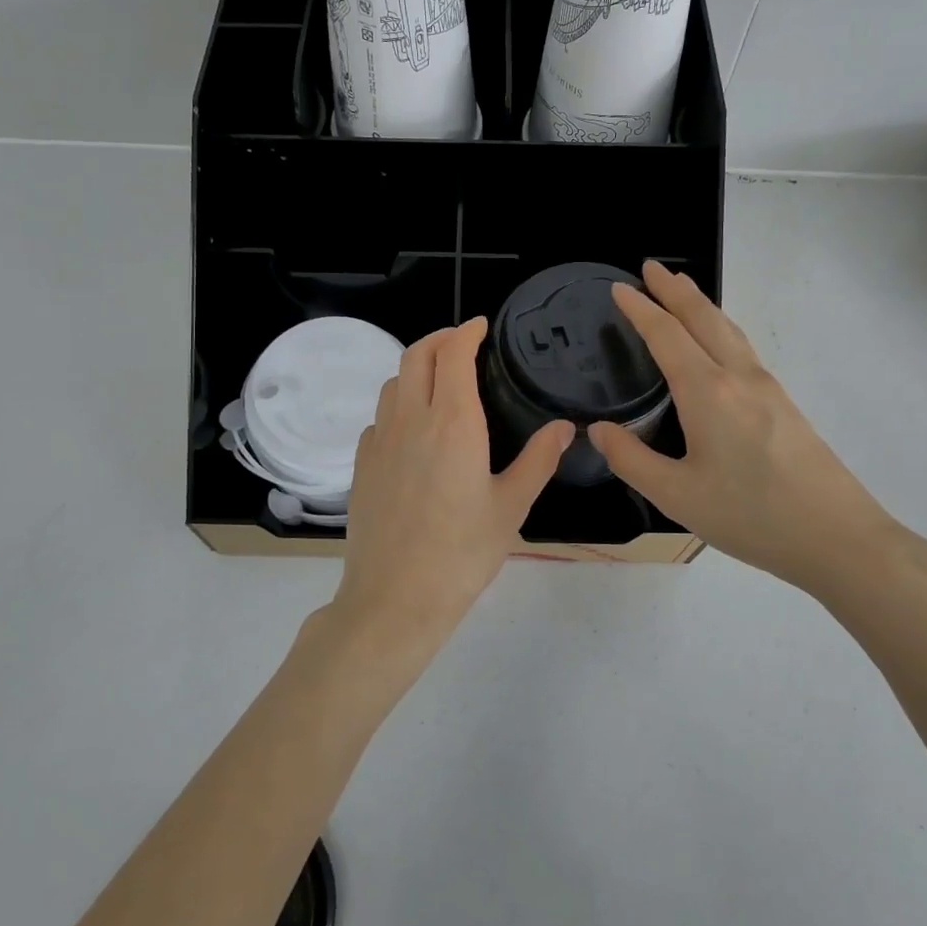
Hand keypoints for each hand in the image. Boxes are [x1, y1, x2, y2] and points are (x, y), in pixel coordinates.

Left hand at [326, 318, 571, 681]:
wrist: (394, 599)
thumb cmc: (461, 554)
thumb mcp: (511, 507)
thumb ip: (538, 461)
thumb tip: (564, 427)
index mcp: (452, 423)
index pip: (453, 355)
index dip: (466, 332)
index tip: (480, 326)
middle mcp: (411, 420)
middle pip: (415, 356)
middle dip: (439, 338)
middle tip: (461, 342)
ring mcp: (379, 441)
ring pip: (392, 384)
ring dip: (415, 369)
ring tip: (438, 381)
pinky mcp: (361, 465)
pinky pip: (378, 419)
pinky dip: (397, 406)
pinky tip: (412, 431)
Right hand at [589, 262, 917, 600]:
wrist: (838, 538)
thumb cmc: (751, 516)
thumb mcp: (677, 496)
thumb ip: (631, 460)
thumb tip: (598, 431)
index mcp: (708, 393)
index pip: (666, 336)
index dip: (640, 310)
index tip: (619, 288)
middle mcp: (739, 377)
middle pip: (703, 319)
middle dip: (674, 290)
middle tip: (650, 268)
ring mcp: (768, 388)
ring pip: (728, 330)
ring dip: (700, 305)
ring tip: (682, 289)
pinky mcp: (784, 404)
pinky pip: (743, 349)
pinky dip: (720, 328)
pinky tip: (718, 342)